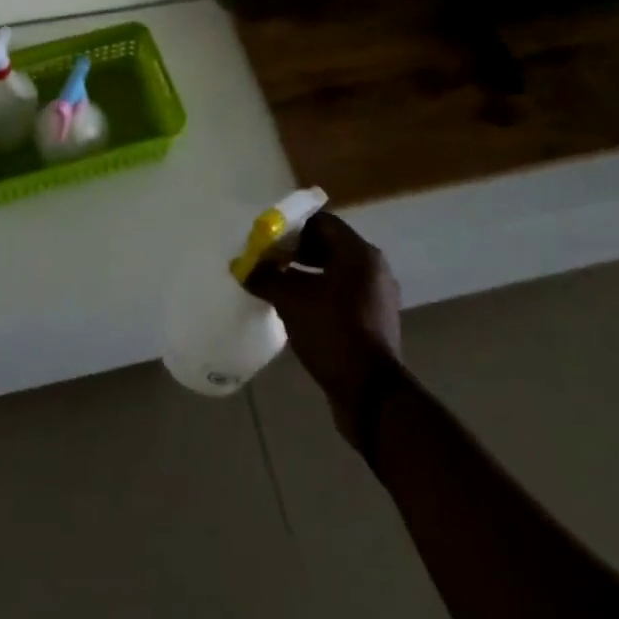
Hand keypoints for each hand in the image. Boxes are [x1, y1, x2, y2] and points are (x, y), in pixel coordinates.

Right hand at [246, 212, 401, 438]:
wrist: (371, 395)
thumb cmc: (332, 332)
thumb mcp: (291, 301)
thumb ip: (266, 277)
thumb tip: (242, 266)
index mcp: (359, 253)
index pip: (322, 222)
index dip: (292, 226)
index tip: (267, 237)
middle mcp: (373, 269)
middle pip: (329, 246)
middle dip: (296, 250)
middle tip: (268, 258)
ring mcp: (376, 297)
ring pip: (335, 272)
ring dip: (306, 273)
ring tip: (277, 282)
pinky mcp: (374, 322)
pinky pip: (342, 295)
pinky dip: (320, 294)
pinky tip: (296, 307)